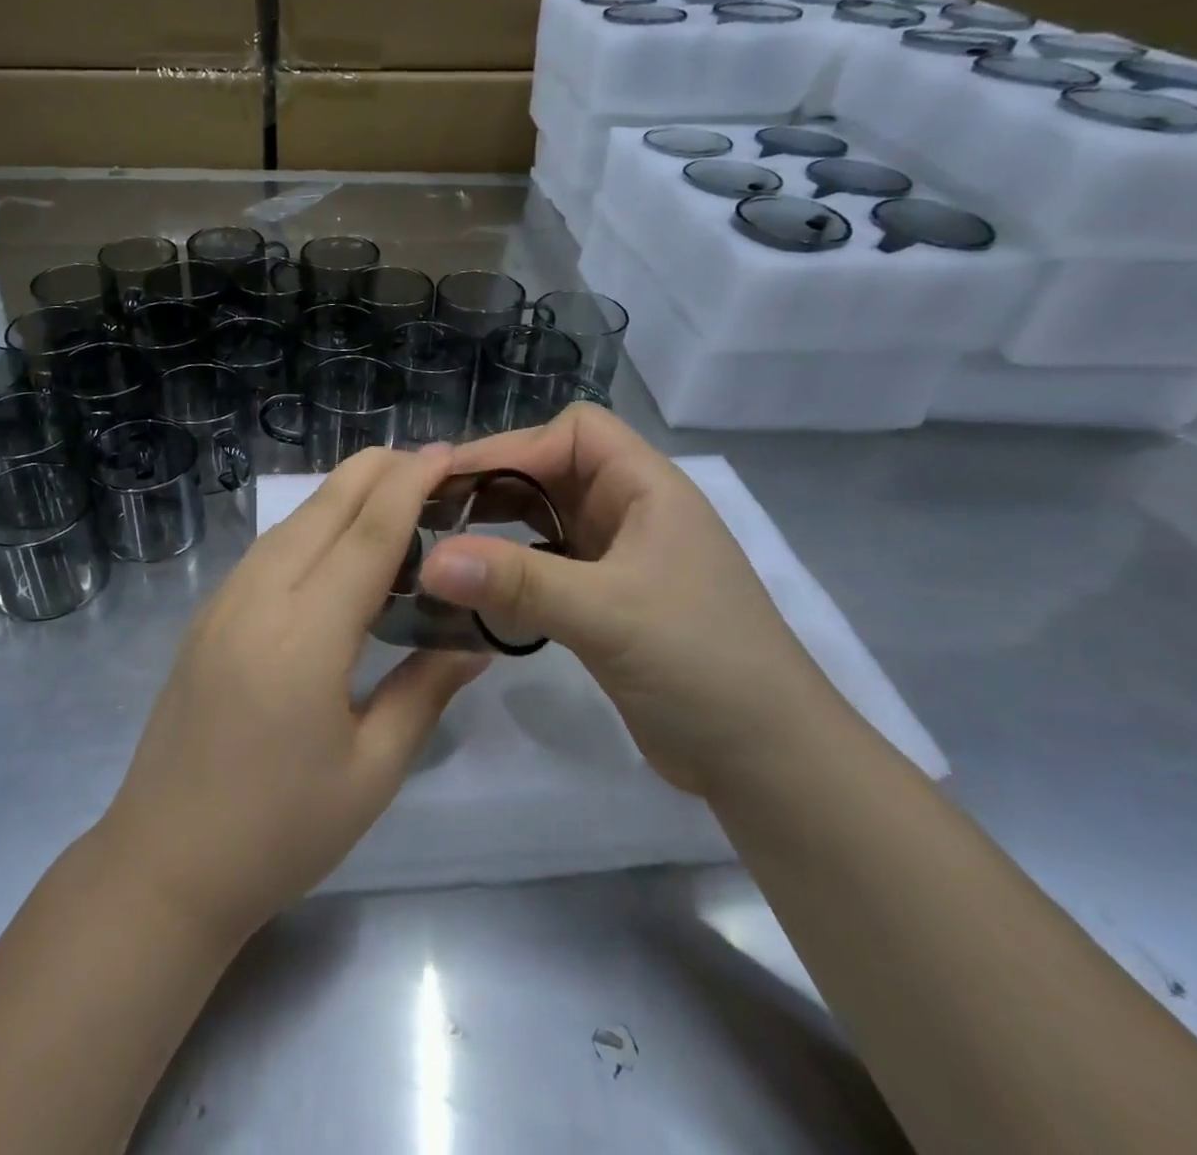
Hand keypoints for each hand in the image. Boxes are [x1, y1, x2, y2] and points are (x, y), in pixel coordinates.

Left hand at [98, 446, 487, 940]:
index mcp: (304, 635)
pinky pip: (266, 552)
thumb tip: (474, 641)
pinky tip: (332, 545)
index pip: (368, 535)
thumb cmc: (279, 832)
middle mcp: (258, 599)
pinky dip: (308, 529)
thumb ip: (424, 690)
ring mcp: (222, 604)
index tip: (444, 454)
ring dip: (340, 497)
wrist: (164, 864)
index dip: (409, 486)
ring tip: (389, 494)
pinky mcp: (206, 618)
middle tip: (425, 462)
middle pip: (322, 510)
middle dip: (374, 472)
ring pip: (290, 525)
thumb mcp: (372, 770)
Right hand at [416, 405, 848, 795]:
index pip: (574, 432)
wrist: (767, 763)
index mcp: (647, 490)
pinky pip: (544, 566)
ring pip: (543, 519)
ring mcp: (617, 559)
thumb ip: (517, 583)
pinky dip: (508, 569)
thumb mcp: (608, 614)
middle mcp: (631, 513)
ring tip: (439, 543)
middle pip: (551, 471)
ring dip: (495, 527)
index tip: (454, 481)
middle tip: (428, 512)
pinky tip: (473, 588)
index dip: (515, 445)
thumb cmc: (703, 666)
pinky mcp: (604, 601)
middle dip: (493, 484)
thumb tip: (429, 561)